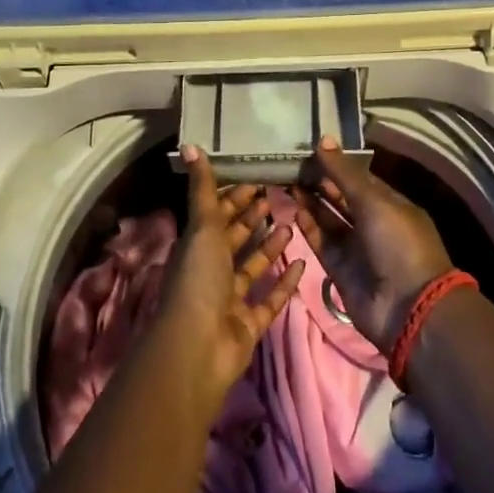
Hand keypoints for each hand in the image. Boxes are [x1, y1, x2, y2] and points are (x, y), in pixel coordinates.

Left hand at [154, 147, 305, 402]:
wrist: (198, 347)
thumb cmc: (198, 279)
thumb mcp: (202, 227)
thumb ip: (202, 188)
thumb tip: (189, 144)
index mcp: (197, 246)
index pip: (217, 214)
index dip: (235, 196)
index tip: (259, 177)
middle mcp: (212, 270)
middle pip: (235, 238)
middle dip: (254, 217)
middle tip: (280, 195)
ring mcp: (231, 299)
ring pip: (253, 267)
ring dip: (271, 246)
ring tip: (294, 222)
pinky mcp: (249, 324)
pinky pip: (270, 299)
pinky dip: (284, 282)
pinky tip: (304, 264)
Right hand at [294, 137, 454, 349]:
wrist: (408, 307)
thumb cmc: (398, 242)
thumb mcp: (374, 201)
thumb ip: (344, 174)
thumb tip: (323, 139)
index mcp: (390, 204)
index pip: (359, 179)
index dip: (336, 165)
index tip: (310, 150)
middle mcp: (373, 223)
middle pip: (341, 198)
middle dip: (320, 183)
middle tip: (291, 164)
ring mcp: (357, 248)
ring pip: (329, 220)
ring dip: (311, 202)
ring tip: (287, 181)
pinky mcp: (340, 270)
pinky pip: (322, 243)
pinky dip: (310, 227)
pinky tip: (294, 208)